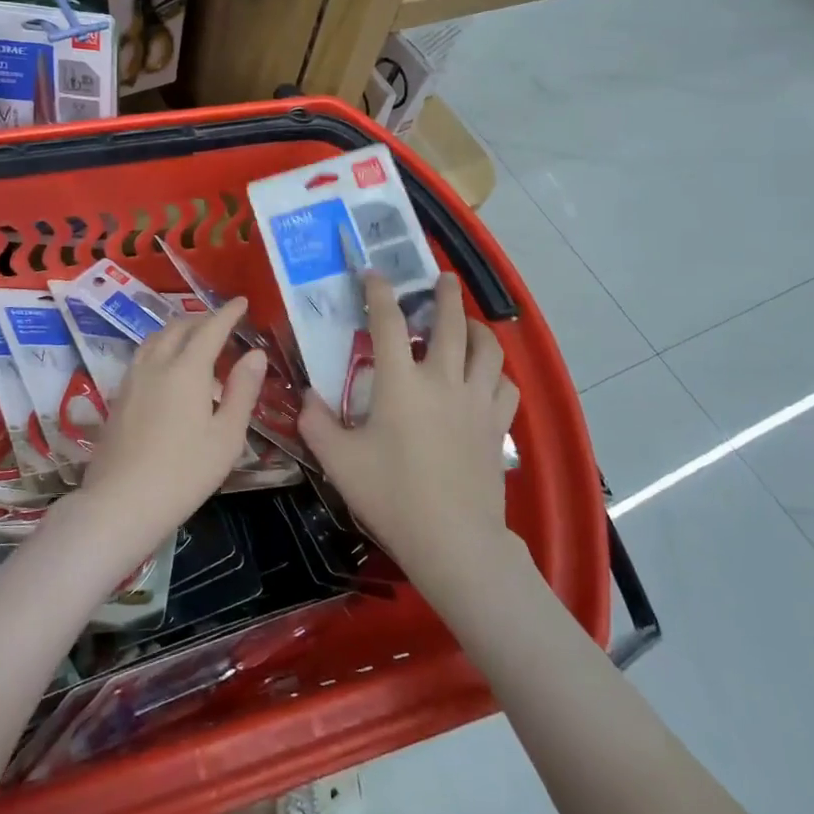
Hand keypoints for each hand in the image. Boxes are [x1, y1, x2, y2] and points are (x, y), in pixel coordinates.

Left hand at [76, 297, 265, 565]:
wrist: (120, 502)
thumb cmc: (184, 473)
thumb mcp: (226, 436)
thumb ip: (242, 391)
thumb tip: (255, 354)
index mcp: (187, 369)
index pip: (211, 329)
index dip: (228, 313)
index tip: (242, 302)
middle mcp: (156, 364)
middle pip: (180, 327)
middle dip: (203, 319)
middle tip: (223, 323)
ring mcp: (132, 379)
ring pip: (156, 338)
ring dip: (179, 330)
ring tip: (195, 339)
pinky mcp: (118, 396)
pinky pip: (143, 355)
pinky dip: (161, 346)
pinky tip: (167, 367)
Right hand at [298, 273, 520, 590]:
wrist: (451, 539)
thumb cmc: (390, 495)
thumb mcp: (338, 460)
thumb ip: (316, 422)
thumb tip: (308, 396)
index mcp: (401, 382)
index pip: (388, 321)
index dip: (378, 292)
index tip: (373, 274)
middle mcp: (443, 379)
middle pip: (451, 323)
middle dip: (446, 294)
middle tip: (442, 278)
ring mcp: (476, 401)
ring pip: (488, 349)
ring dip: (477, 328)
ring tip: (468, 323)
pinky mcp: (497, 426)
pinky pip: (505, 386)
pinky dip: (497, 373)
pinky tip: (486, 377)